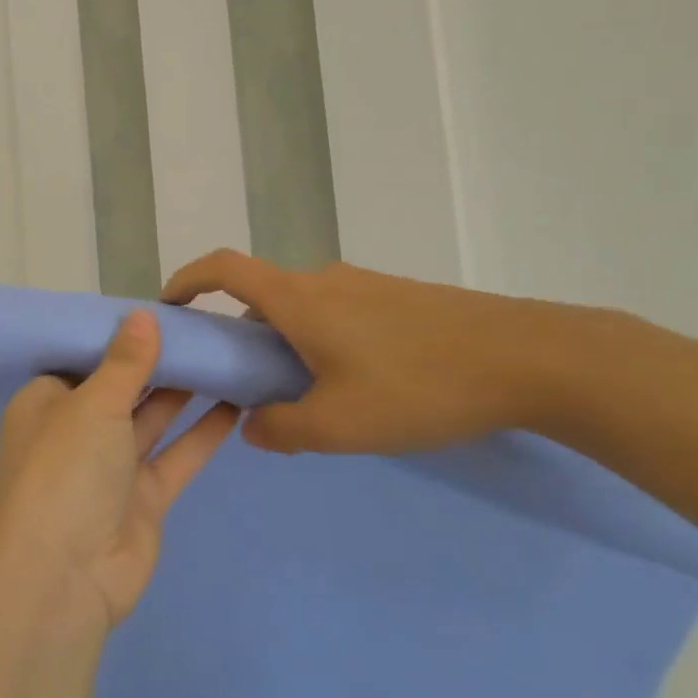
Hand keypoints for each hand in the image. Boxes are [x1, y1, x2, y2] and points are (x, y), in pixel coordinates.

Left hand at [0, 312, 239, 630]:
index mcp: (47, 401)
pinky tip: (235, 402)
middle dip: (158, 361)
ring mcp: (110, 467)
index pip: (85, 357)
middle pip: (122, 386)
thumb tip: (143, 314)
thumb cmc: (63, 472)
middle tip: (205, 326)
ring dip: (184, 391)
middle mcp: (76, 430)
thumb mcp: (92, 405)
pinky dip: (202, 432)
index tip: (161, 309)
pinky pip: (176, 456)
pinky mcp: (143, 500)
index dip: (121, 335)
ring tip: (224, 354)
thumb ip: (125, 362)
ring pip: (152, 419)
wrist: (60, 582)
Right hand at [162, 250, 590, 456]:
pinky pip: (341, 312)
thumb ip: (283, 429)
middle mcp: (325, 281)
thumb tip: (253, 426)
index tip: (169, 305)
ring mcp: (366, 286)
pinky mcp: (401, 297)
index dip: (187, 279)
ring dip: (288, 339)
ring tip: (306, 392)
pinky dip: (324, 339)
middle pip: (263, 292)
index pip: (223, 268)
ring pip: (305, 306)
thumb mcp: (340, 424)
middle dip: (242, 330)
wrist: (528, 358)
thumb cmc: (419, 387)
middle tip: (244, 379)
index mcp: (298, 300)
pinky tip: (359, 384)